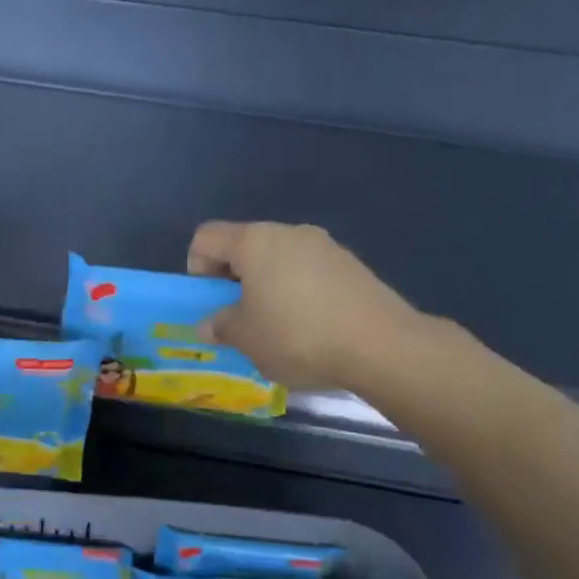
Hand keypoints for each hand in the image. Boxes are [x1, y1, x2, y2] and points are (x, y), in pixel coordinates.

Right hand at [188, 221, 425, 392]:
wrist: (381, 345)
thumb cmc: (297, 336)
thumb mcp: (245, 338)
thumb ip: (220, 326)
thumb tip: (210, 324)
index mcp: (255, 241)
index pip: (206, 237)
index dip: (196, 268)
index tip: (211, 303)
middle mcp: (289, 233)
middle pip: (244, 247)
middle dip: (233, 280)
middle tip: (240, 319)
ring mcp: (325, 246)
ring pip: (278, 260)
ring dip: (266, 287)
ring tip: (277, 327)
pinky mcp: (351, 265)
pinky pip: (308, 273)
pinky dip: (298, 293)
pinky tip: (310, 327)